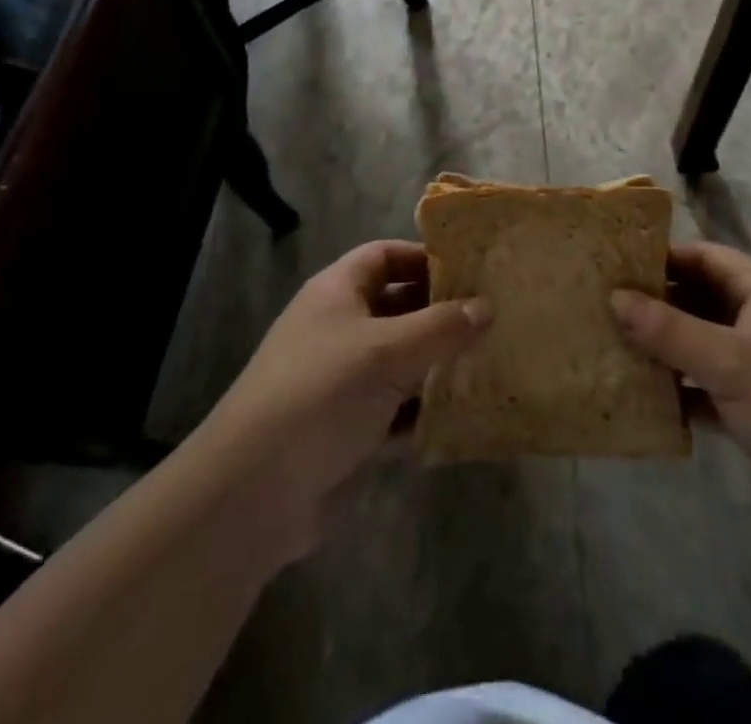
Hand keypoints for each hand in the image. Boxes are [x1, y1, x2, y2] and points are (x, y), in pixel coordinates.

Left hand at [194, 240, 491, 561]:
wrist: (253, 494)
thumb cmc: (320, 394)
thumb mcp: (385, 352)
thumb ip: (440, 327)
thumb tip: (487, 306)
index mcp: (337, 292)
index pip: (385, 256)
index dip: (424, 257)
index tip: (471, 270)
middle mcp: (340, 328)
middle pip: (399, 307)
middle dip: (442, 314)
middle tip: (496, 318)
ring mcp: (344, 380)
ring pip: (403, 361)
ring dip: (440, 364)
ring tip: (495, 363)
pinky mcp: (351, 428)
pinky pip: (399, 409)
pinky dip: (427, 411)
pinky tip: (468, 415)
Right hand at [610, 241, 750, 521]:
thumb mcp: (729, 363)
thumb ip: (669, 330)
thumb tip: (614, 296)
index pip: (705, 257)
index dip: (663, 257)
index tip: (615, 265)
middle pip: (700, 298)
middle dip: (656, 304)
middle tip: (603, 307)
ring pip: (701, 343)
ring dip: (664, 348)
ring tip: (612, 347)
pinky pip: (707, 384)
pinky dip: (680, 388)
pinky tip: (642, 396)